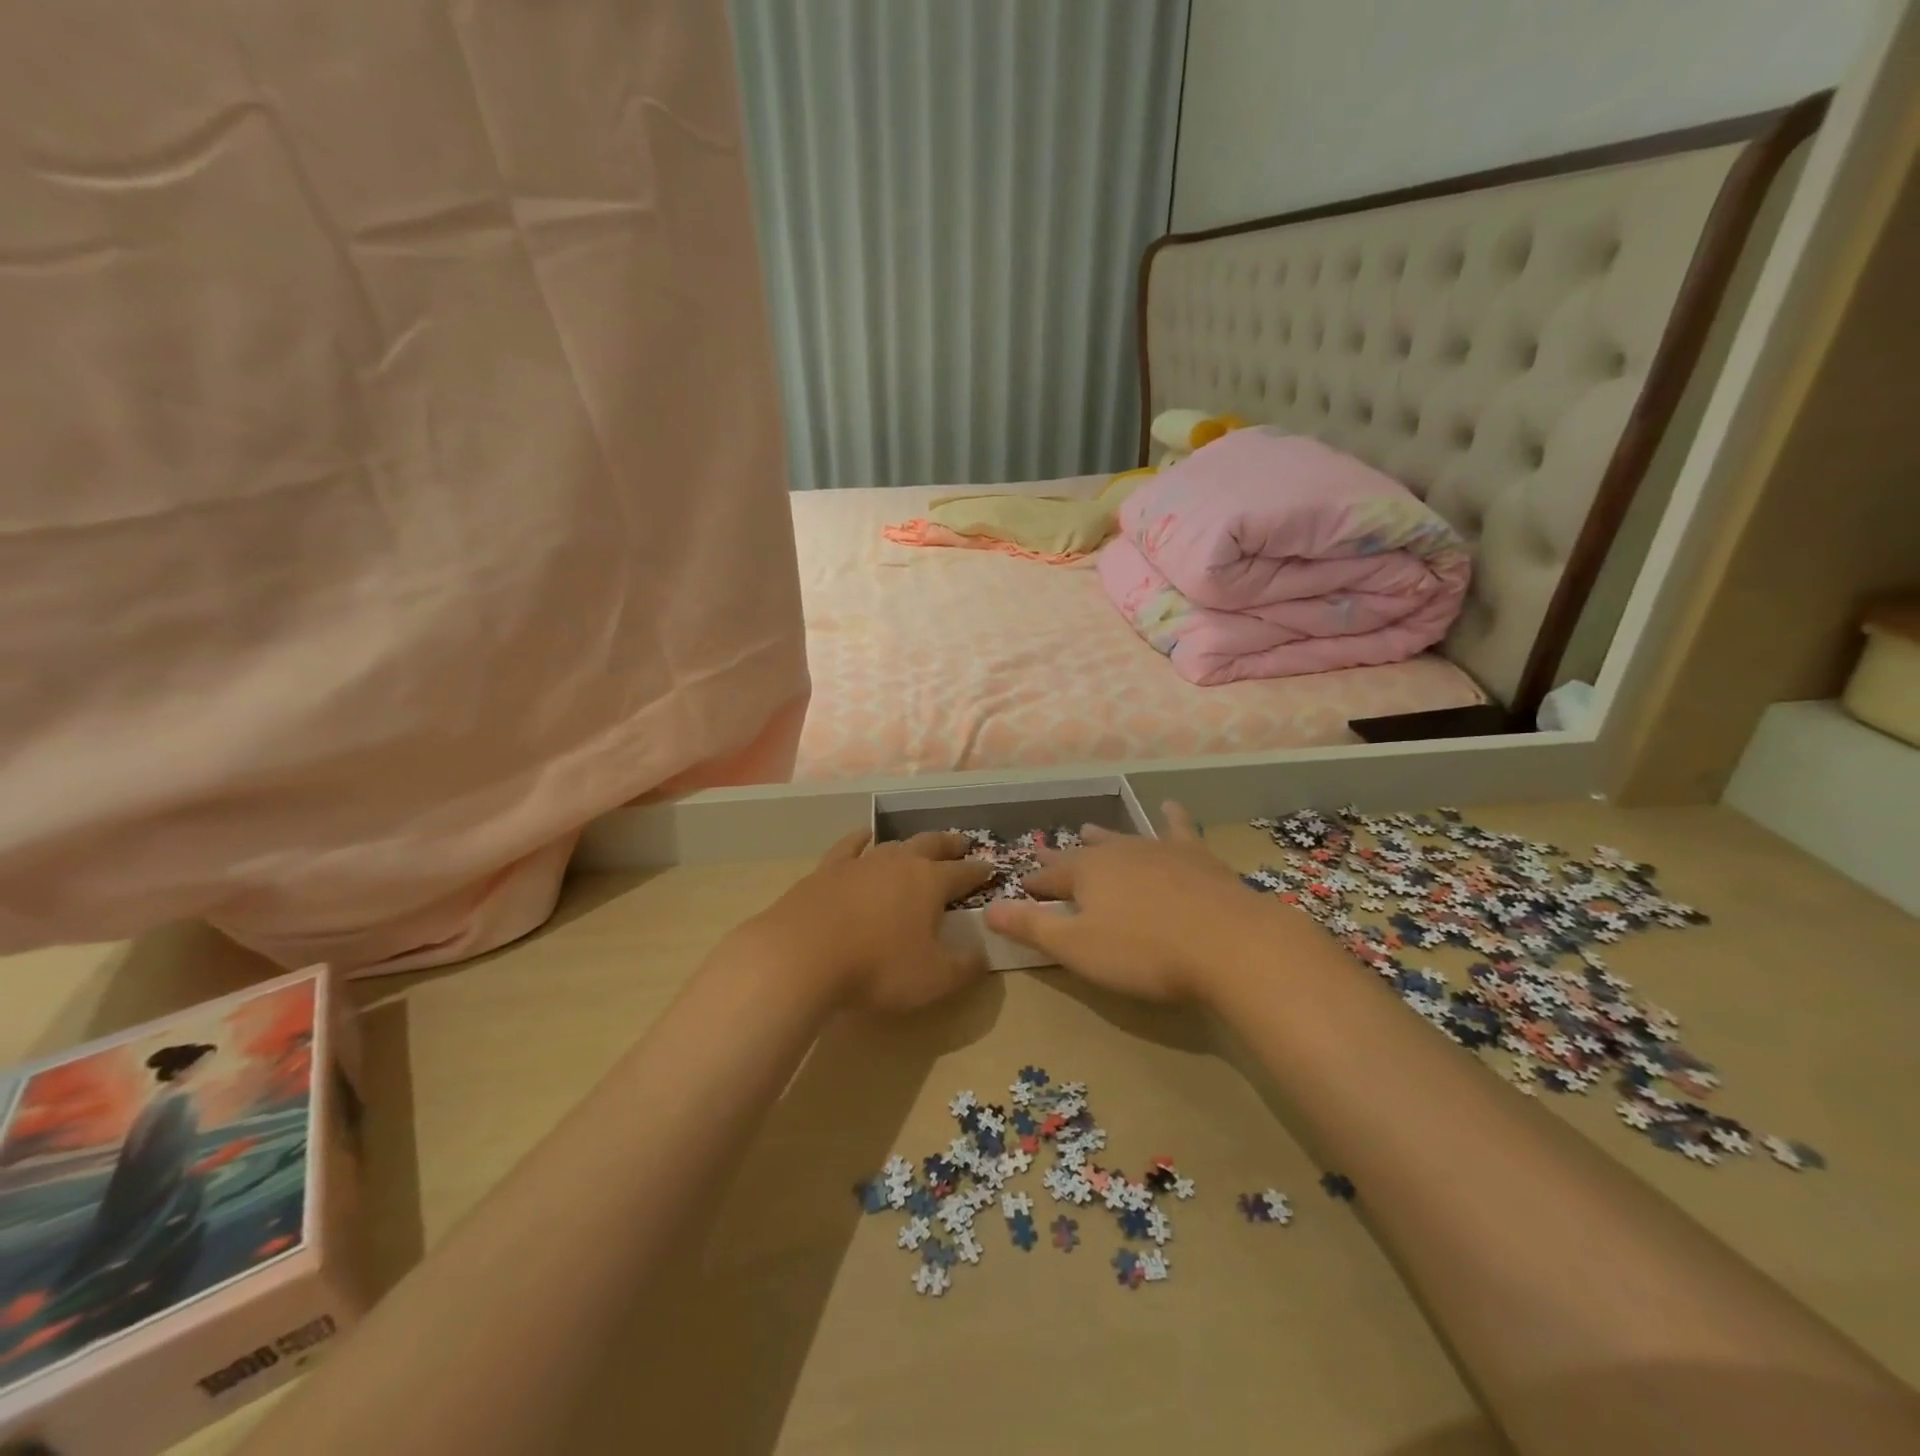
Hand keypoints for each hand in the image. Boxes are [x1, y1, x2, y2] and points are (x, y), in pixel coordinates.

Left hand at [750, 829, 994, 1012]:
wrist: (802, 956)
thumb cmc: (877, 968)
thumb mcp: (934, 978)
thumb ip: (965, 967)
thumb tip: (983, 955)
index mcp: (930, 883)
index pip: (963, 873)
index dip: (979, 872)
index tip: (991, 868)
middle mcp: (899, 863)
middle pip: (931, 845)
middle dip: (949, 844)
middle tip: (962, 843)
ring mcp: (861, 862)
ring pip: (893, 843)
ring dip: (911, 842)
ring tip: (919, 843)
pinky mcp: (827, 870)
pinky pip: (850, 846)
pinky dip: (861, 838)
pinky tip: (864, 836)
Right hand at [983, 802, 1275, 1000]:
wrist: (1230, 944)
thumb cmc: (1144, 952)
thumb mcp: (1077, 948)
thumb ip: (1032, 927)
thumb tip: (987, 909)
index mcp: (1086, 873)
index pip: (1049, 877)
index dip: (1034, 884)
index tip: (1022, 886)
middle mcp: (1118, 852)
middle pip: (1084, 853)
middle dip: (1063, 858)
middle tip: (1047, 854)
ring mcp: (1159, 850)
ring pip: (1122, 838)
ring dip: (1104, 836)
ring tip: (1089, 828)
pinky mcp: (1197, 857)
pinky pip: (1178, 830)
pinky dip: (1171, 818)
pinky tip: (1170, 807)